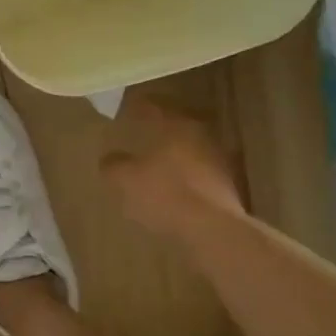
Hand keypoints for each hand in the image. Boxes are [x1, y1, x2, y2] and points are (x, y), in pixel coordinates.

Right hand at [100, 100, 246, 240]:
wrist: (212, 229)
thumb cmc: (164, 194)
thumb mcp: (125, 180)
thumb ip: (113, 165)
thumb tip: (109, 158)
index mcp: (177, 125)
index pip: (154, 107)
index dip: (138, 106)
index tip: (126, 107)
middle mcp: (201, 135)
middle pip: (177, 125)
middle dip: (159, 128)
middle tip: (142, 130)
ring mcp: (218, 159)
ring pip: (189, 148)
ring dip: (174, 152)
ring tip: (156, 160)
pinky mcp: (226, 185)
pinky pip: (199, 171)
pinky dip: (185, 174)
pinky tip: (173, 185)